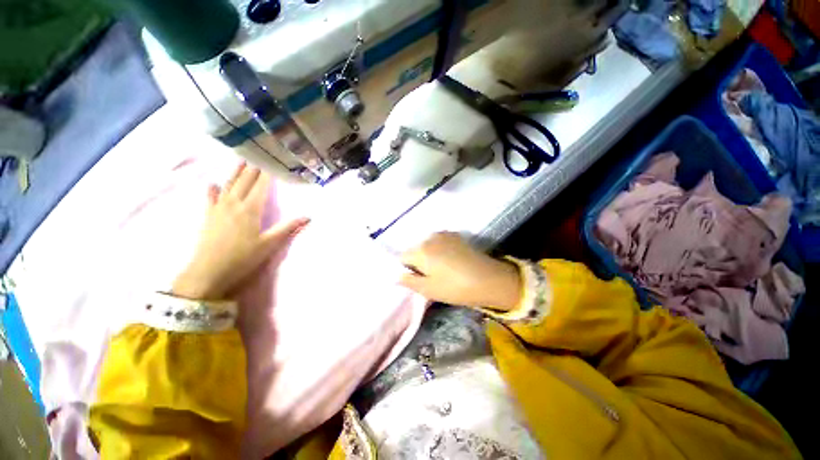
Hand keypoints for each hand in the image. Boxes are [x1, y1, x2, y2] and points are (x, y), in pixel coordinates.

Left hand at [172, 163, 309, 299]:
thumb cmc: (243, 257)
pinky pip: (211, 198)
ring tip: (241, 159)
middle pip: (245, 181)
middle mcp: (234, 203)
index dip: (268, 172)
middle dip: (253, 167)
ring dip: (236, 172)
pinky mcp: (208, 216)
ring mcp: (219, 208)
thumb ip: (288, 227)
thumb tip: (309, 216)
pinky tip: (212, 183)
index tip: (273, 160)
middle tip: (258, 153)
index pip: (262, 185)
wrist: (209, 271)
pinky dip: (213, 189)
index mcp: (251, 209)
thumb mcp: (270, 243)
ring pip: (229, 185)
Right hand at [399, 232, 520, 310]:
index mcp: (421, 250)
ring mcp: (443, 234)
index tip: (417, 279)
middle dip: (417, 261)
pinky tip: (450, 261)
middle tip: (430, 276)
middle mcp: (429, 237)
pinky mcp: (455, 235)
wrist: (489, 279)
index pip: (402, 257)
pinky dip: (439, 250)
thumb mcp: (429, 290)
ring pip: (427, 245)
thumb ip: (409, 281)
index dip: (406, 269)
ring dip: (429, 255)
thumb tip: (395, 276)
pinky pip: (439, 242)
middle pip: (415, 249)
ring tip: (441, 269)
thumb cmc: (456, 288)